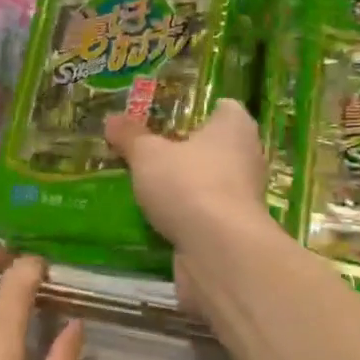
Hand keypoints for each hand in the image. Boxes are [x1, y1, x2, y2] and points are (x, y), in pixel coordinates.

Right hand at [104, 98, 266, 249]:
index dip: (195, 110)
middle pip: (214, 146)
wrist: (219, 252)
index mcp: (235, 126)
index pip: (223, 108)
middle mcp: (247, 157)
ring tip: (145, 185)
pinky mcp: (234, 230)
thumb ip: (130, 136)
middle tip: (147, 150)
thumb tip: (111, 119)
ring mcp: (244, 197)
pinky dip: (185, 216)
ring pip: (208, 182)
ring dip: (183, 186)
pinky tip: (156, 218)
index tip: (166, 116)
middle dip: (184, 150)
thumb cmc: (189, 184)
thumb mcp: (148, 155)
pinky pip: (205, 214)